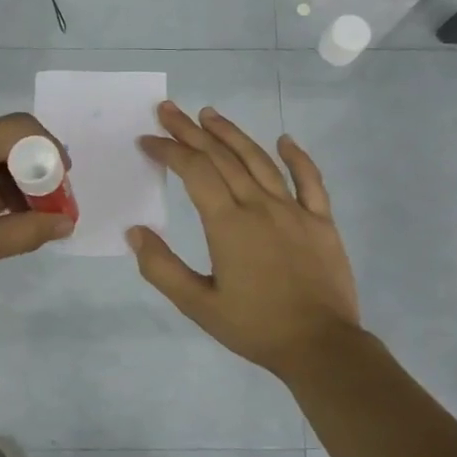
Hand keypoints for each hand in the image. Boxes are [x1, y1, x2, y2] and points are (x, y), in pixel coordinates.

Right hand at [130, 101, 362, 378]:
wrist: (321, 346)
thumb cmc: (255, 327)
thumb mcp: (198, 305)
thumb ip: (162, 268)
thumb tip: (134, 231)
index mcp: (228, 224)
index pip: (194, 171)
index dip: (169, 151)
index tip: (148, 140)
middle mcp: (260, 206)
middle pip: (222, 157)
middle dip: (191, 131)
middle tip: (169, 110)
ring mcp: (294, 210)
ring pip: (259, 160)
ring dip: (232, 134)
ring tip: (209, 114)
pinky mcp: (321, 221)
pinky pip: (310, 180)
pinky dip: (296, 157)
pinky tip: (284, 140)